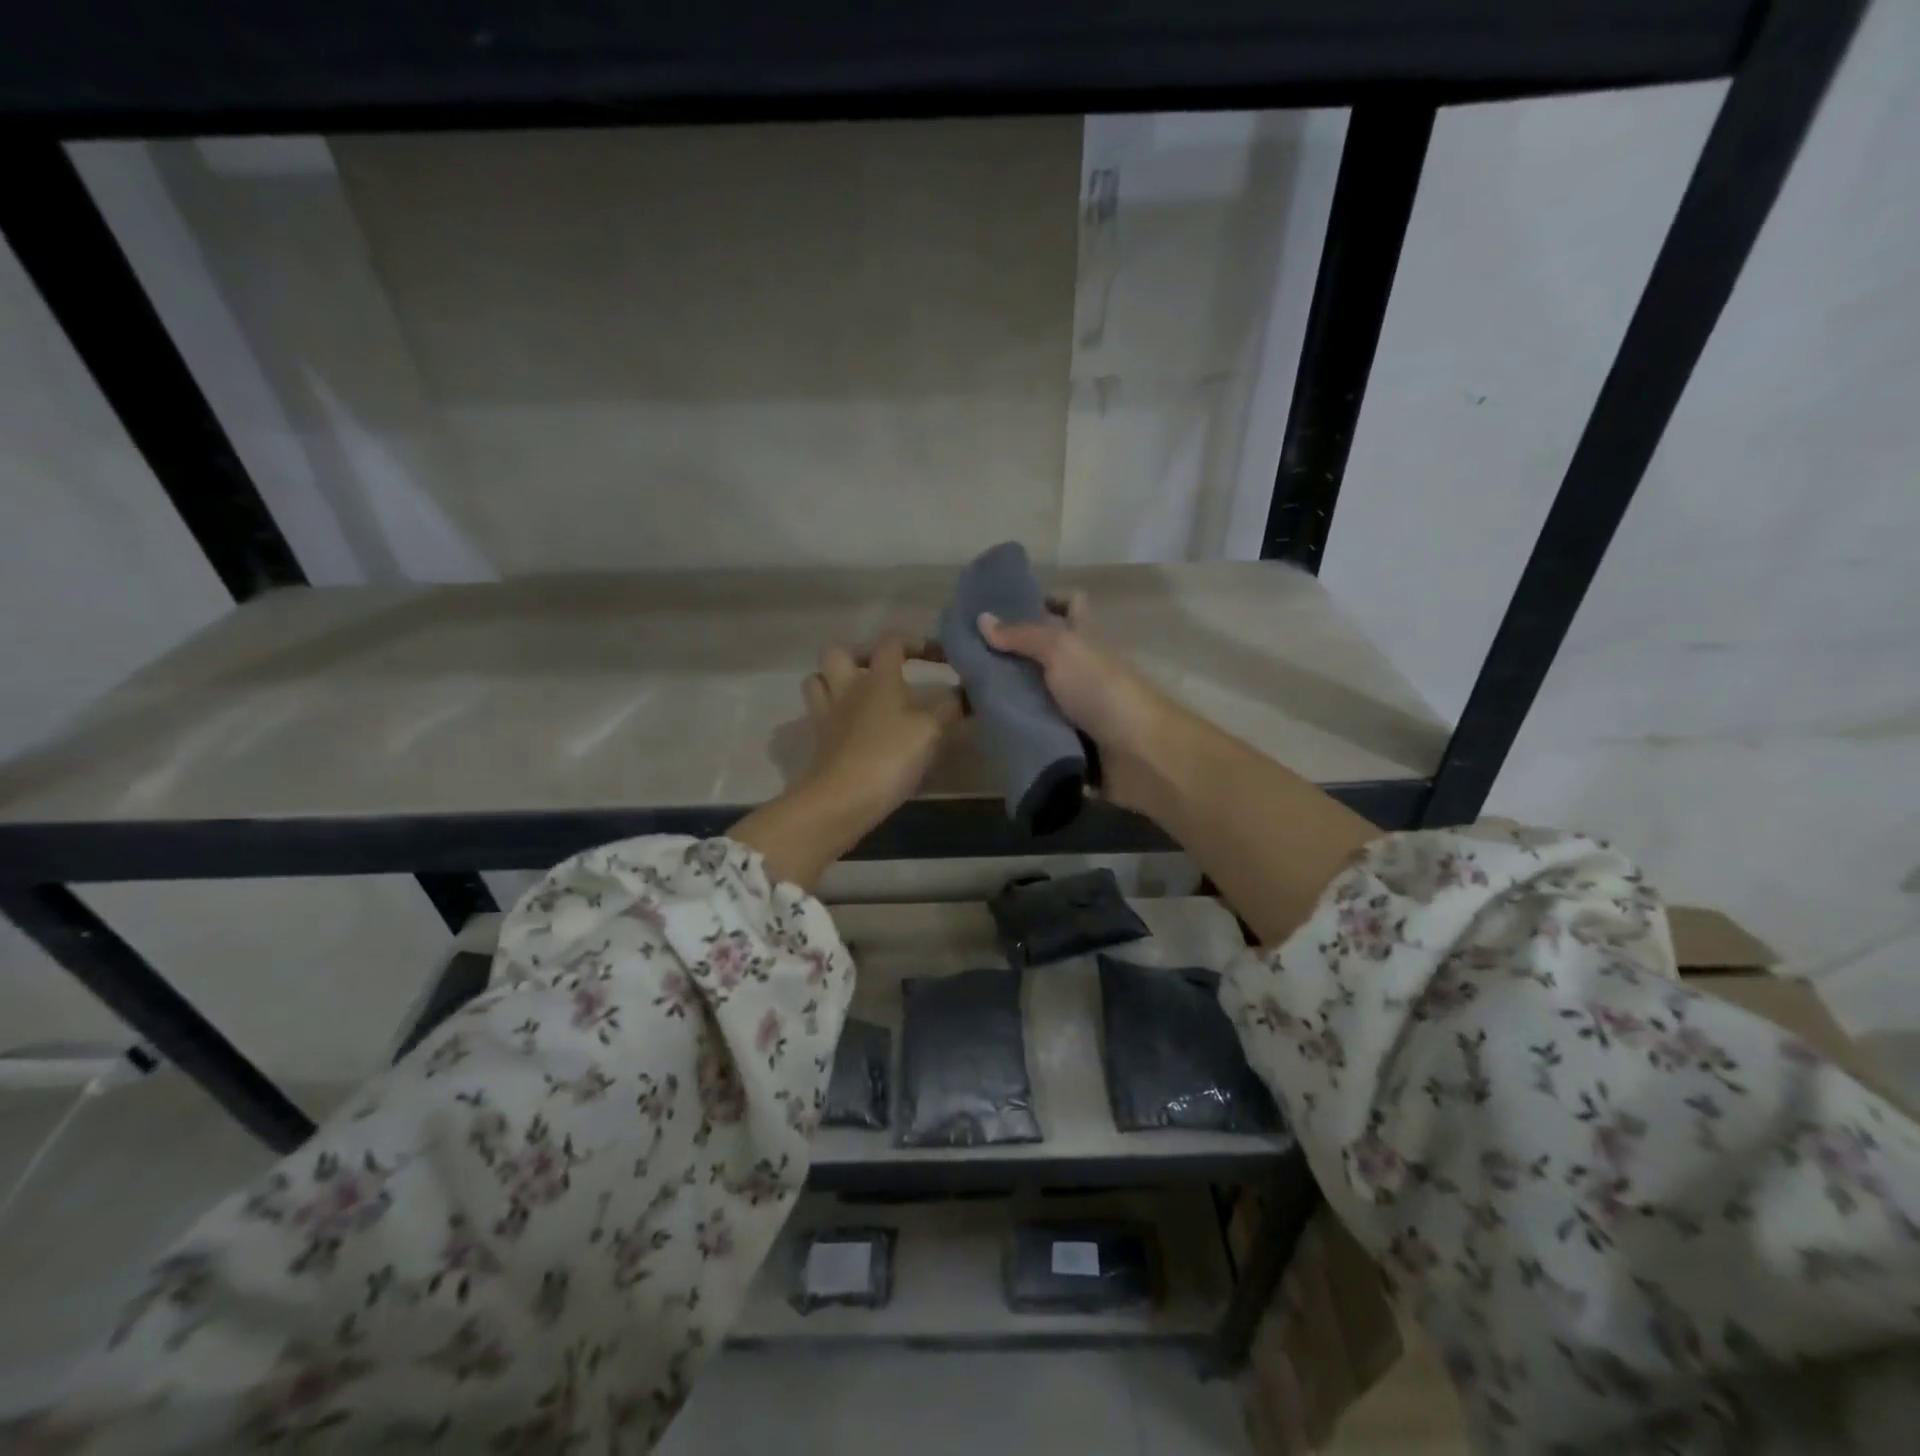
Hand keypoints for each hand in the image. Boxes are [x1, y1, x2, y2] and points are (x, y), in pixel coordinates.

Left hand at [732, 632, 961, 888]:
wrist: (842, 800)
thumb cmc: (890, 756)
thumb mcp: (931, 732)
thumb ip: (950, 710)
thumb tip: (967, 694)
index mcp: (878, 678)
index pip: (892, 642)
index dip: (916, 642)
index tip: (941, 656)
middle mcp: (848, 689)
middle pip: (838, 652)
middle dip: (859, 654)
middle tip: (883, 671)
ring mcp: (828, 715)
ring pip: (818, 681)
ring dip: (836, 680)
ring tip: (861, 695)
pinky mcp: (820, 742)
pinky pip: (821, 715)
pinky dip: (836, 714)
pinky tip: (856, 728)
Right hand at [977, 595, 1185, 815]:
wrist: (1138, 753)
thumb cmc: (1102, 689)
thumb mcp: (1061, 650)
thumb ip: (1022, 635)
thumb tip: (982, 618)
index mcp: (1085, 637)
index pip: (1070, 605)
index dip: (1045, 599)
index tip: (1006, 606)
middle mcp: (1081, 667)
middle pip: (1043, 652)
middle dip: (1009, 654)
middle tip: (966, 656)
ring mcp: (1076, 705)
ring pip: (1035, 693)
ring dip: (1007, 694)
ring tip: (964, 694)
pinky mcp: (1069, 739)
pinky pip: (1035, 728)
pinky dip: (1015, 727)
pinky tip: (985, 727)